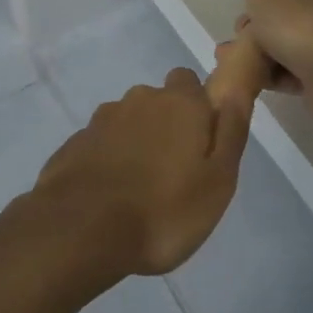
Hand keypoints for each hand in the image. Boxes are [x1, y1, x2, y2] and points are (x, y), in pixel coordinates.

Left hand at [31, 68, 252, 275]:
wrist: (83, 230)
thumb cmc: (164, 210)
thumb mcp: (218, 179)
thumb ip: (230, 131)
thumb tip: (236, 89)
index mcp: (179, 103)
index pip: (190, 82)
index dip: (197, 107)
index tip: (201, 142)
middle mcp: (139, 100)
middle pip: (157, 102)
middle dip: (165, 126)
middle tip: (173, 173)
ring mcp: (102, 120)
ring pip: (127, 122)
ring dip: (135, 143)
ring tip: (140, 190)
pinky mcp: (75, 144)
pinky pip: (100, 145)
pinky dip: (108, 161)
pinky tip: (110, 196)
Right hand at [231, 0, 312, 125]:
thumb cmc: (300, 25)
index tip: (245, 12)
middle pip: (286, 17)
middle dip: (257, 30)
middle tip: (238, 39)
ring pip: (287, 46)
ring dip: (260, 55)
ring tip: (235, 62)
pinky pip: (294, 73)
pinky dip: (274, 76)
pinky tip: (254, 80)